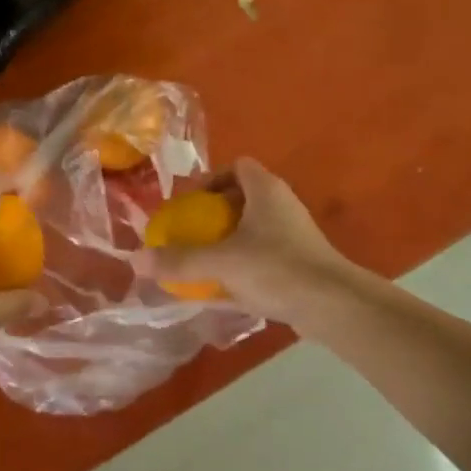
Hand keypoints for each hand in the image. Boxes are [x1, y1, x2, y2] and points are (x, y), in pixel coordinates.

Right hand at [137, 158, 363, 323]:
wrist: (333, 305)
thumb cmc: (276, 268)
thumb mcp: (222, 262)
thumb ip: (180, 259)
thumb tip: (138, 259)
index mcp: (266, 190)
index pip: (238, 166)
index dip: (211, 178)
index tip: (191, 202)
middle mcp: (282, 206)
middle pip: (243, 198)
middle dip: (214, 214)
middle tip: (191, 233)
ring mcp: (294, 235)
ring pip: (253, 229)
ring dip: (227, 242)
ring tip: (202, 262)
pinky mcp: (300, 264)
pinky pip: (263, 256)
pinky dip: (242, 266)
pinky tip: (223, 290)